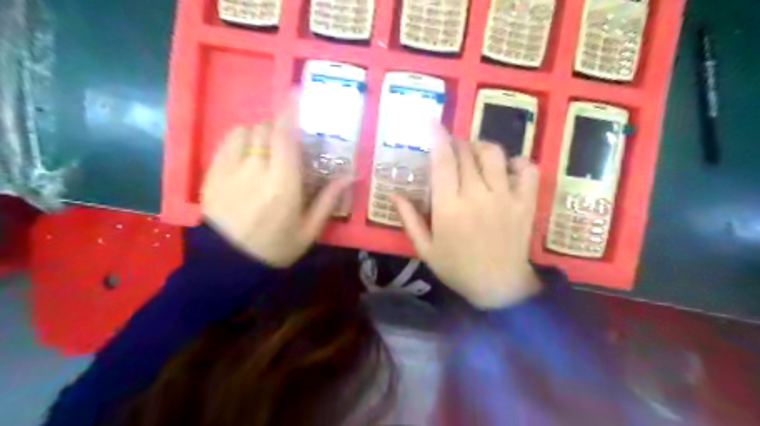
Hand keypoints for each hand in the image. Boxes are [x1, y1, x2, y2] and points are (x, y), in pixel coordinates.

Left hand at [201, 98, 351, 267]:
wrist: (227, 265)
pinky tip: (248, 151)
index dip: (290, 111)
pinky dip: (242, 137)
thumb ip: (328, 200)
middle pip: (267, 129)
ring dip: (262, 132)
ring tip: (268, 147)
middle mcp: (257, 170)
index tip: (296, 92)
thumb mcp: (308, 230)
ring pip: (248, 131)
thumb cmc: (274, 248)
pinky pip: (228, 141)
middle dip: (280, 128)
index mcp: (284, 185)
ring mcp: (230, 169)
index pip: (285, 137)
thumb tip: (350, 176)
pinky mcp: (213, 173)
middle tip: (290, 141)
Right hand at [388, 127, 542, 309]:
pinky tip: (507, 168)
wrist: (498, 287)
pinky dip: (518, 162)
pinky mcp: (526, 203)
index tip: (432, 122)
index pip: (442, 162)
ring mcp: (505, 198)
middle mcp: (478, 196)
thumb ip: (408, 218)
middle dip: (456, 143)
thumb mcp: (425, 248)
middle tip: (451, 147)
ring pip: (494, 155)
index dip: (437, 137)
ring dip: (481, 147)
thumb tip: (393, 192)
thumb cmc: (457, 268)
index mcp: (449, 208)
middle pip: (466, 153)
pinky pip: (527, 170)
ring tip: (474, 154)